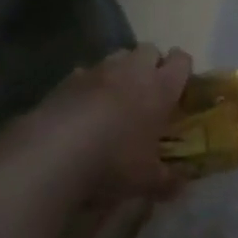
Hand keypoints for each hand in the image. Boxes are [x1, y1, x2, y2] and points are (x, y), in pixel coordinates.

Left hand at [40, 44, 192, 201]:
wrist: (56, 150)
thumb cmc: (114, 160)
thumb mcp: (147, 180)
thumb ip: (167, 180)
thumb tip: (181, 186)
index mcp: (160, 87)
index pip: (181, 61)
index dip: (182, 70)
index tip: (179, 88)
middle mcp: (133, 70)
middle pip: (149, 50)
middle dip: (151, 65)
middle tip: (148, 94)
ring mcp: (99, 70)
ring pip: (117, 57)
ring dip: (120, 73)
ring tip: (114, 101)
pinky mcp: (68, 78)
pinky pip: (85, 74)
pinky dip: (88, 86)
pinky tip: (83, 110)